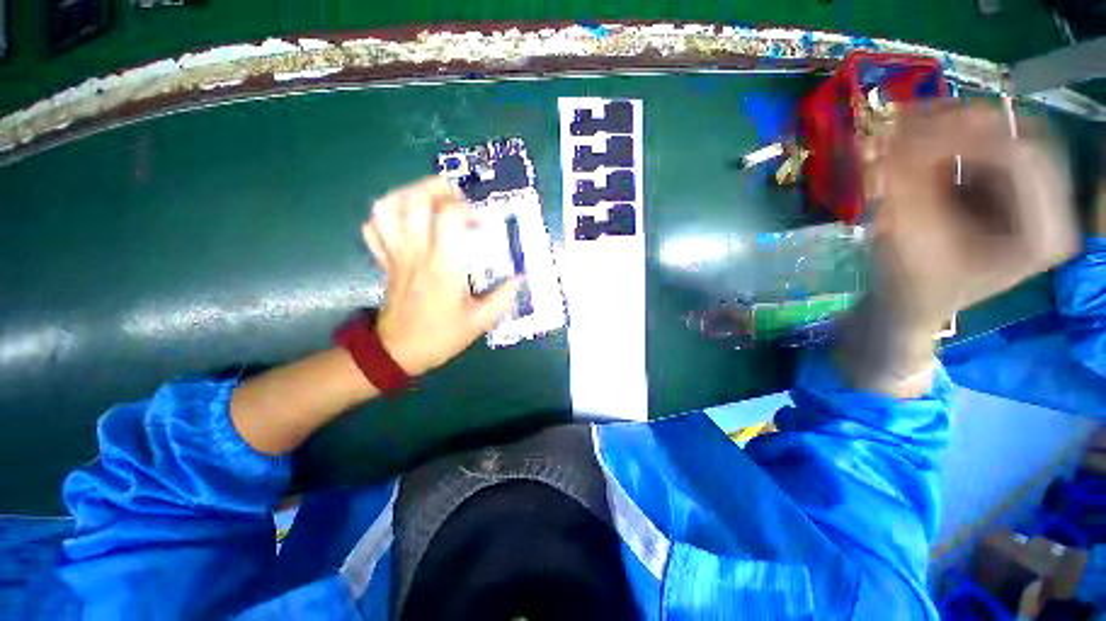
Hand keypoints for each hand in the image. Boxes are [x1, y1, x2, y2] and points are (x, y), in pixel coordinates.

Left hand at [362, 177, 519, 375]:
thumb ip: (503, 298)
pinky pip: (374, 227)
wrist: (398, 352)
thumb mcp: (480, 322)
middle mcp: (416, 253)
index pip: (448, 217)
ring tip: (430, 198)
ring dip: (409, 193)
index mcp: (443, 267)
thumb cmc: (441, 336)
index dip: (465, 208)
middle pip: (415, 200)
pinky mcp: (384, 260)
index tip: (479, 220)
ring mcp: (395, 255)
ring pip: (388, 207)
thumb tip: (520, 277)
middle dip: (437, 187)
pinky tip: (406, 218)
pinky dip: (387, 214)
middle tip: (457, 196)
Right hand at [839, 103, 1077, 394]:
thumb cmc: (912, 286)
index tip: (904, 134)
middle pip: (1022, 134)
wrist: (913, 305)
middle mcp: (1052, 208)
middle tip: (905, 119)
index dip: (964, 136)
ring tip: (902, 127)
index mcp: (1043, 234)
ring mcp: (1036, 194)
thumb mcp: (908, 239)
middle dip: (960, 122)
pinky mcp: (1012, 187)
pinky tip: (915, 139)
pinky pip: (989, 142)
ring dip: (953, 124)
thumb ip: (907, 186)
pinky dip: (951, 135)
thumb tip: (887, 136)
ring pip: (1006, 132)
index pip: (1022, 156)